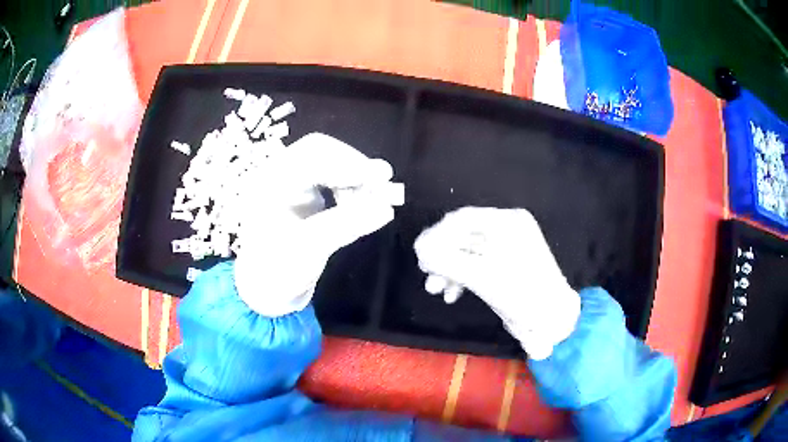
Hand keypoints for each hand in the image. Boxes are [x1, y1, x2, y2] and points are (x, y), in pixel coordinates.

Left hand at [234, 133, 396, 316]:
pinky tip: (362, 205)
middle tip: (384, 183)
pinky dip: (352, 188)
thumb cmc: (277, 270)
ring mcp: (292, 182)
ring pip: (330, 163)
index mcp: (269, 182)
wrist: (267, 287)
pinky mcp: (305, 193)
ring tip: (376, 200)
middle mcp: (279, 174)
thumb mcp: (308, 249)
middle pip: (321, 151)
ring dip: (356, 178)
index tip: (381, 176)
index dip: (347, 162)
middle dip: (354, 166)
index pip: (311, 156)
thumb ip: (345, 225)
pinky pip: (332, 179)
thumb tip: (386, 208)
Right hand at [414, 207, 579, 359]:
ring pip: (467, 252)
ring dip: (448, 269)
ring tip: (434, 289)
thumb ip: (446, 260)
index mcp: (507, 222)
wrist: (551, 322)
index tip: (419, 254)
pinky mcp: (504, 267)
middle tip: (425, 273)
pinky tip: (451, 294)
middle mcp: (507, 230)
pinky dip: (461, 277)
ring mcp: (507, 249)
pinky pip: (476, 265)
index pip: (463, 218)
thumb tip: (418, 248)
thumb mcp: (481, 275)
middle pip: (463, 235)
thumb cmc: (522, 294)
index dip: (436, 234)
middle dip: (442, 256)